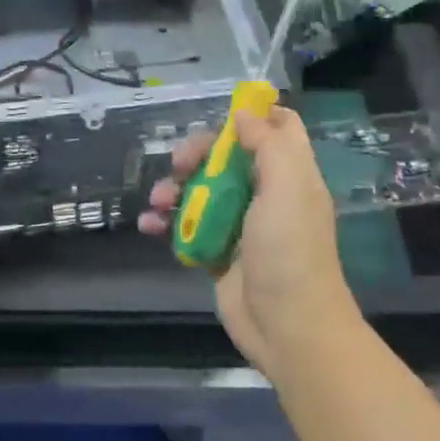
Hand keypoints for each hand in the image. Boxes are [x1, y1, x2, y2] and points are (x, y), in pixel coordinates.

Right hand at [138, 105, 357, 380]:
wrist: (288, 327)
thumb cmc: (289, 252)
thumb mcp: (288, 187)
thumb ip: (268, 144)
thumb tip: (245, 113)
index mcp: (290, 174)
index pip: (278, 128)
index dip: (251, 116)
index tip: (220, 116)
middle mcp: (266, 194)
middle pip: (228, 156)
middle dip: (198, 154)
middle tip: (179, 164)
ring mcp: (240, 224)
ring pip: (202, 190)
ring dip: (174, 189)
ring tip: (158, 202)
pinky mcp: (218, 252)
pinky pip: (187, 227)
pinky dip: (166, 223)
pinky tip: (150, 227)